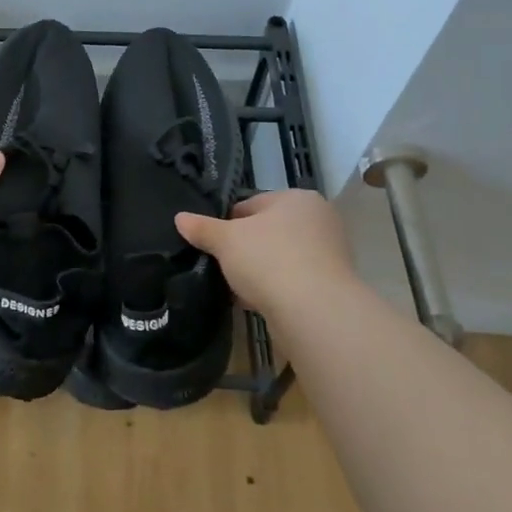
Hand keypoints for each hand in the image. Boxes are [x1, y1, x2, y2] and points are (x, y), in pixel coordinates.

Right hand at [174, 189, 356, 315]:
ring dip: (259, 271)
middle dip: (244, 249)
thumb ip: (203, 228)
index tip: (213, 244)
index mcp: (298, 198)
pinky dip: (275, 289)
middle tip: (222, 266)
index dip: (227, 223)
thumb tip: (179, 218)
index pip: (252, 204)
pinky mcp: (331, 285)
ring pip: (280, 258)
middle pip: (267, 231)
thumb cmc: (269, 260)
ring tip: (236, 288)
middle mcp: (319, 220)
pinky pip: (292, 281)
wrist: (315, 312)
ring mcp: (329, 254)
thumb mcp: (226, 240)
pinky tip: (256, 303)